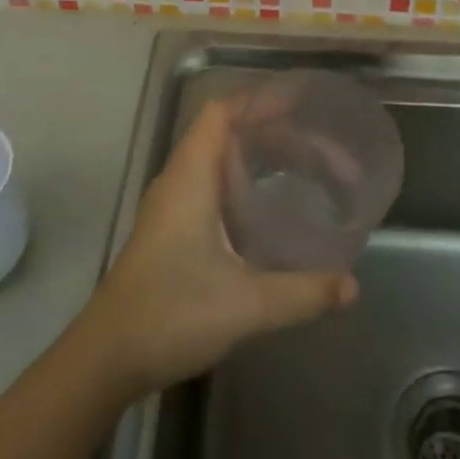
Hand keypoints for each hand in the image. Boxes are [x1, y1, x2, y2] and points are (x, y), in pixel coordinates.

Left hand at [82, 100, 357, 393]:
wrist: (106, 357)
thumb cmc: (171, 313)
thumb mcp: (244, 304)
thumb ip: (301, 293)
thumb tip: (352, 284)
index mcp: (191, 175)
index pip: (222, 113)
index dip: (259, 101)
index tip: (301, 106)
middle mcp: (179, 179)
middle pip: (227, 133)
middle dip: (273, 135)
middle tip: (321, 151)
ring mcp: (171, 204)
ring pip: (219, 160)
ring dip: (258, 158)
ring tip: (304, 169)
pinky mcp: (170, 228)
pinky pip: (212, 184)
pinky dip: (243, 182)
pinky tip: (268, 209)